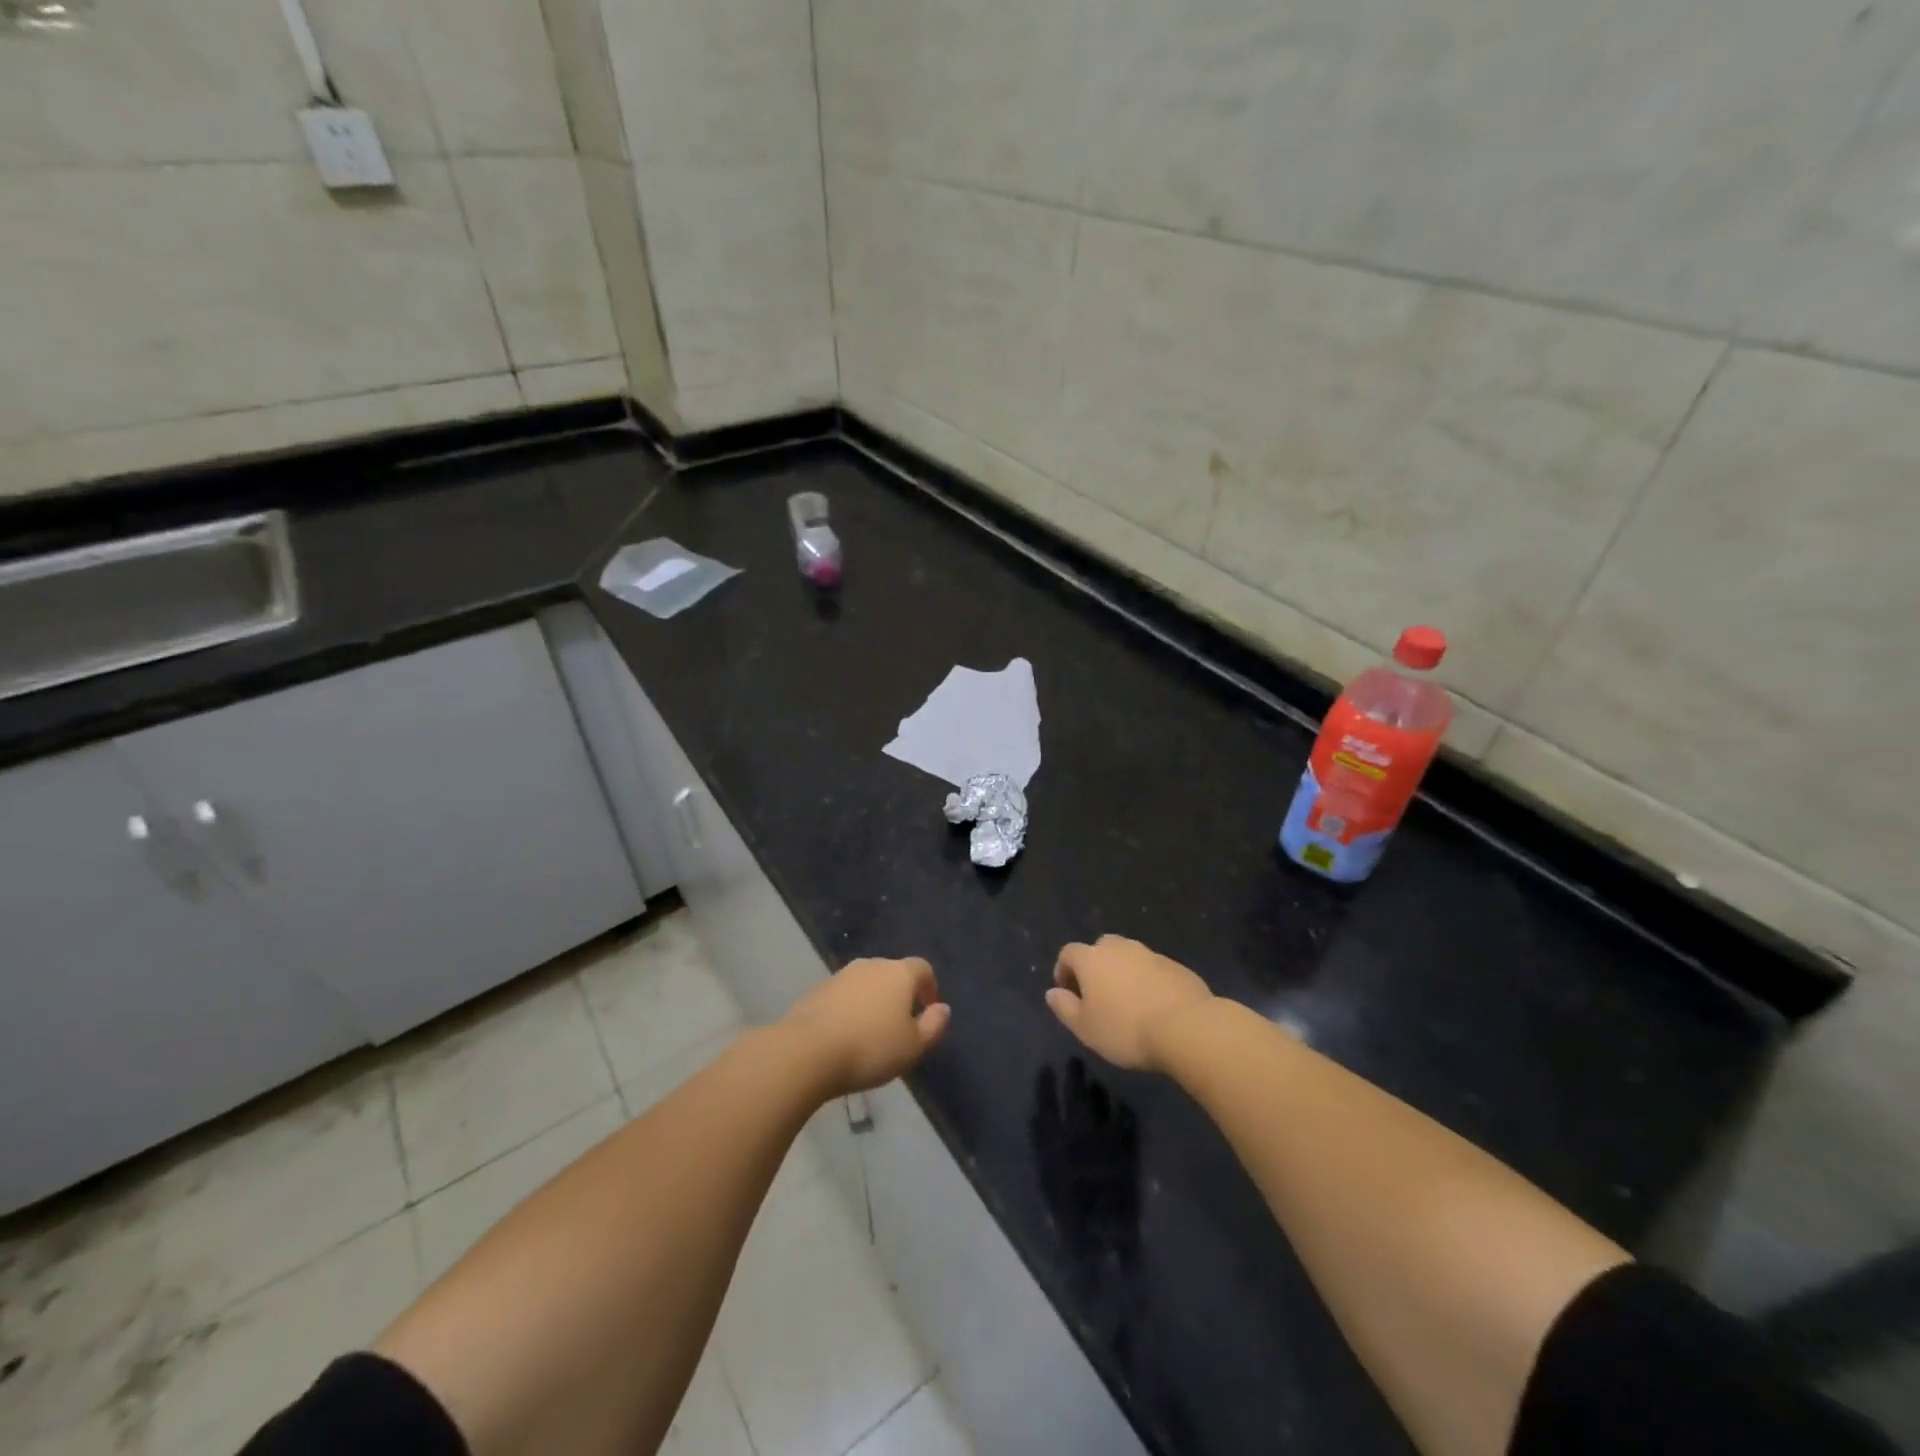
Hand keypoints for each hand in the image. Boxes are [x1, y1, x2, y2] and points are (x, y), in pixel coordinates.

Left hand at [782, 956, 950, 1095]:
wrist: (807, 1051)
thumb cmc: (870, 1048)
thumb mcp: (913, 1046)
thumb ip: (934, 1025)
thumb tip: (942, 1008)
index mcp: (899, 973)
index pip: (923, 968)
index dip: (929, 987)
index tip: (928, 1010)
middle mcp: (871, 965)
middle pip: (893, 972)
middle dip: (900, 994)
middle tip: (901, 1025)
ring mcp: (841, 975)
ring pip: (866, 983)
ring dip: (873, 1001)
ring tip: (872, 1032)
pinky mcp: (817, 990)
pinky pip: (844, 995)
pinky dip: (850, 1008)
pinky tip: (846, 1035)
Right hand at [1046, 936, 1213, 1072]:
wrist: (1185, 1027)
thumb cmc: (1125, 1029)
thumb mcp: (1085, 1028)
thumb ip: (1064, 1007)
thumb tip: (1052, 992)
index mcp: (1092, 959)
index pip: (1068, 953)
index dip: (1064, 970)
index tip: (1068, 993)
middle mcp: (1120, 948)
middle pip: (1100, 948)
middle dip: (1096, 967)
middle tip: (1099, 996)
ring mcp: (1150, 954)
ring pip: (1129, 957)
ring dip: (1123, 973)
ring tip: (1128, 1003)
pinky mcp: (1176, 966)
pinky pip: (1153, 969)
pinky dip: (1148, 981)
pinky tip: (1154, 1006)